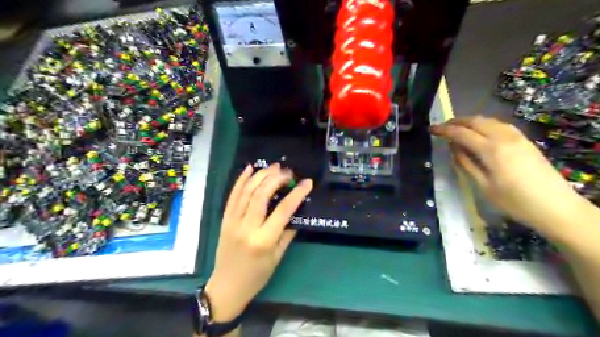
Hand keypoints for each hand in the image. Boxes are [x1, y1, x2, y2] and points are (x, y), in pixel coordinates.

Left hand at [206, 165, 311, 321]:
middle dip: (276, 179)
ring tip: (273, 167)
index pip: (283, 210)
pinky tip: (249, 169)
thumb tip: (296, 211)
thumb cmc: (257, 275)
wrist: (228, 286)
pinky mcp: (224, 219)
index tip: (306, 182)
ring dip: (260, 176)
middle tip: (287, 172)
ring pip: (246, 192)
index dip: (296, 194)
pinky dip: (241, 180)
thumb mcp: (278, 257)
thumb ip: (288, 232)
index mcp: (264, 240)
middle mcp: (247, 227)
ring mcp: (233, 221)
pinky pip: (232, 196)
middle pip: (261, 195)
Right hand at [431, 118, 586, 233]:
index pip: (461, 133)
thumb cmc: (514, 201)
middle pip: (475, 121)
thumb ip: (466, 164)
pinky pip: (499, 125)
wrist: (556, 207)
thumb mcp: (483, 186)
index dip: (444, 130)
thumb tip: (453, 148)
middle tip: (442, 128)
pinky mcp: (524, 140)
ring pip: (488, 120)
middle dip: (456, 122)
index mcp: (491, 150)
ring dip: (470, 121)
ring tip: (457, 129)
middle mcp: (504, 137)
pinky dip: (484, 124)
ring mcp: (517, 137)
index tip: (431, 129)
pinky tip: (480, 132)